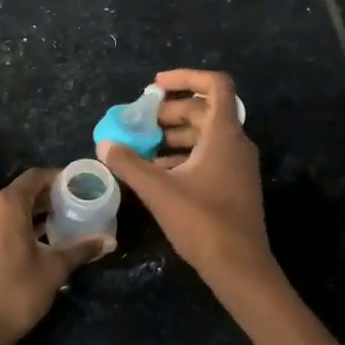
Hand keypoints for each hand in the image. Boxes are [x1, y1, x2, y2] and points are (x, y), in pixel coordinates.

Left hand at [0, 167, 109, 344]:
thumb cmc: (16, 294)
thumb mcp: (54, 270)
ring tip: (50, 230)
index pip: (35, 177)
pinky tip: (21, 247)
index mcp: (5, 204)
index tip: (75, 187)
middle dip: (43, 200)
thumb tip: (109, 240)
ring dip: (24, 216)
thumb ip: (81, 249)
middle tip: (68, 211)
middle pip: (18, 193)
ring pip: (1, 210)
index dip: (57, 179)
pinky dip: (5, 229)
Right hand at [99, 69, 271, 289]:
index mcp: (224, 134)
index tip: (155, 86)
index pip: (215, 85)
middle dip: (170, 112)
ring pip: (205, 136)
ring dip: (174, 136)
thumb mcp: (158, 190)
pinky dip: (183, 157)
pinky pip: (208, 157)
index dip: (185, 77)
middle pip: (204, 111)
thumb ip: (129, 164)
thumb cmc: (202, 222)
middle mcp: (235, 143)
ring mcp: (237, 166)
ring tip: (142, 149)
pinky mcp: (234, 185)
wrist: (240, 267)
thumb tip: (104, 144)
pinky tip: (157, 174)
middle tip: (139, 124)